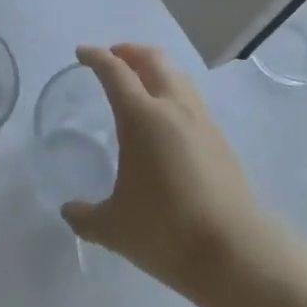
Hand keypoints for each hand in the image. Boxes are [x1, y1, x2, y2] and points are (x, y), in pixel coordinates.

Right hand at [63, 44, 284, 296]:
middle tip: (112, 58)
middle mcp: (173, 108)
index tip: (82, 53)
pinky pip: (192, 100)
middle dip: (129, 51)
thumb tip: (68, 211)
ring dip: (155, 69)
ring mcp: (202, 122)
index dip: (96, 57)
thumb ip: (85, 215)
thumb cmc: (166, 231)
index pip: (114, 71)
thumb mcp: (113, 228)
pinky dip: (173, 93)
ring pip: (177, 76)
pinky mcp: (221, 141)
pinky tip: (166, 121)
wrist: (237, 254)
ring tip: (140, 83)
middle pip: (152, 59)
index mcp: (141, 117)